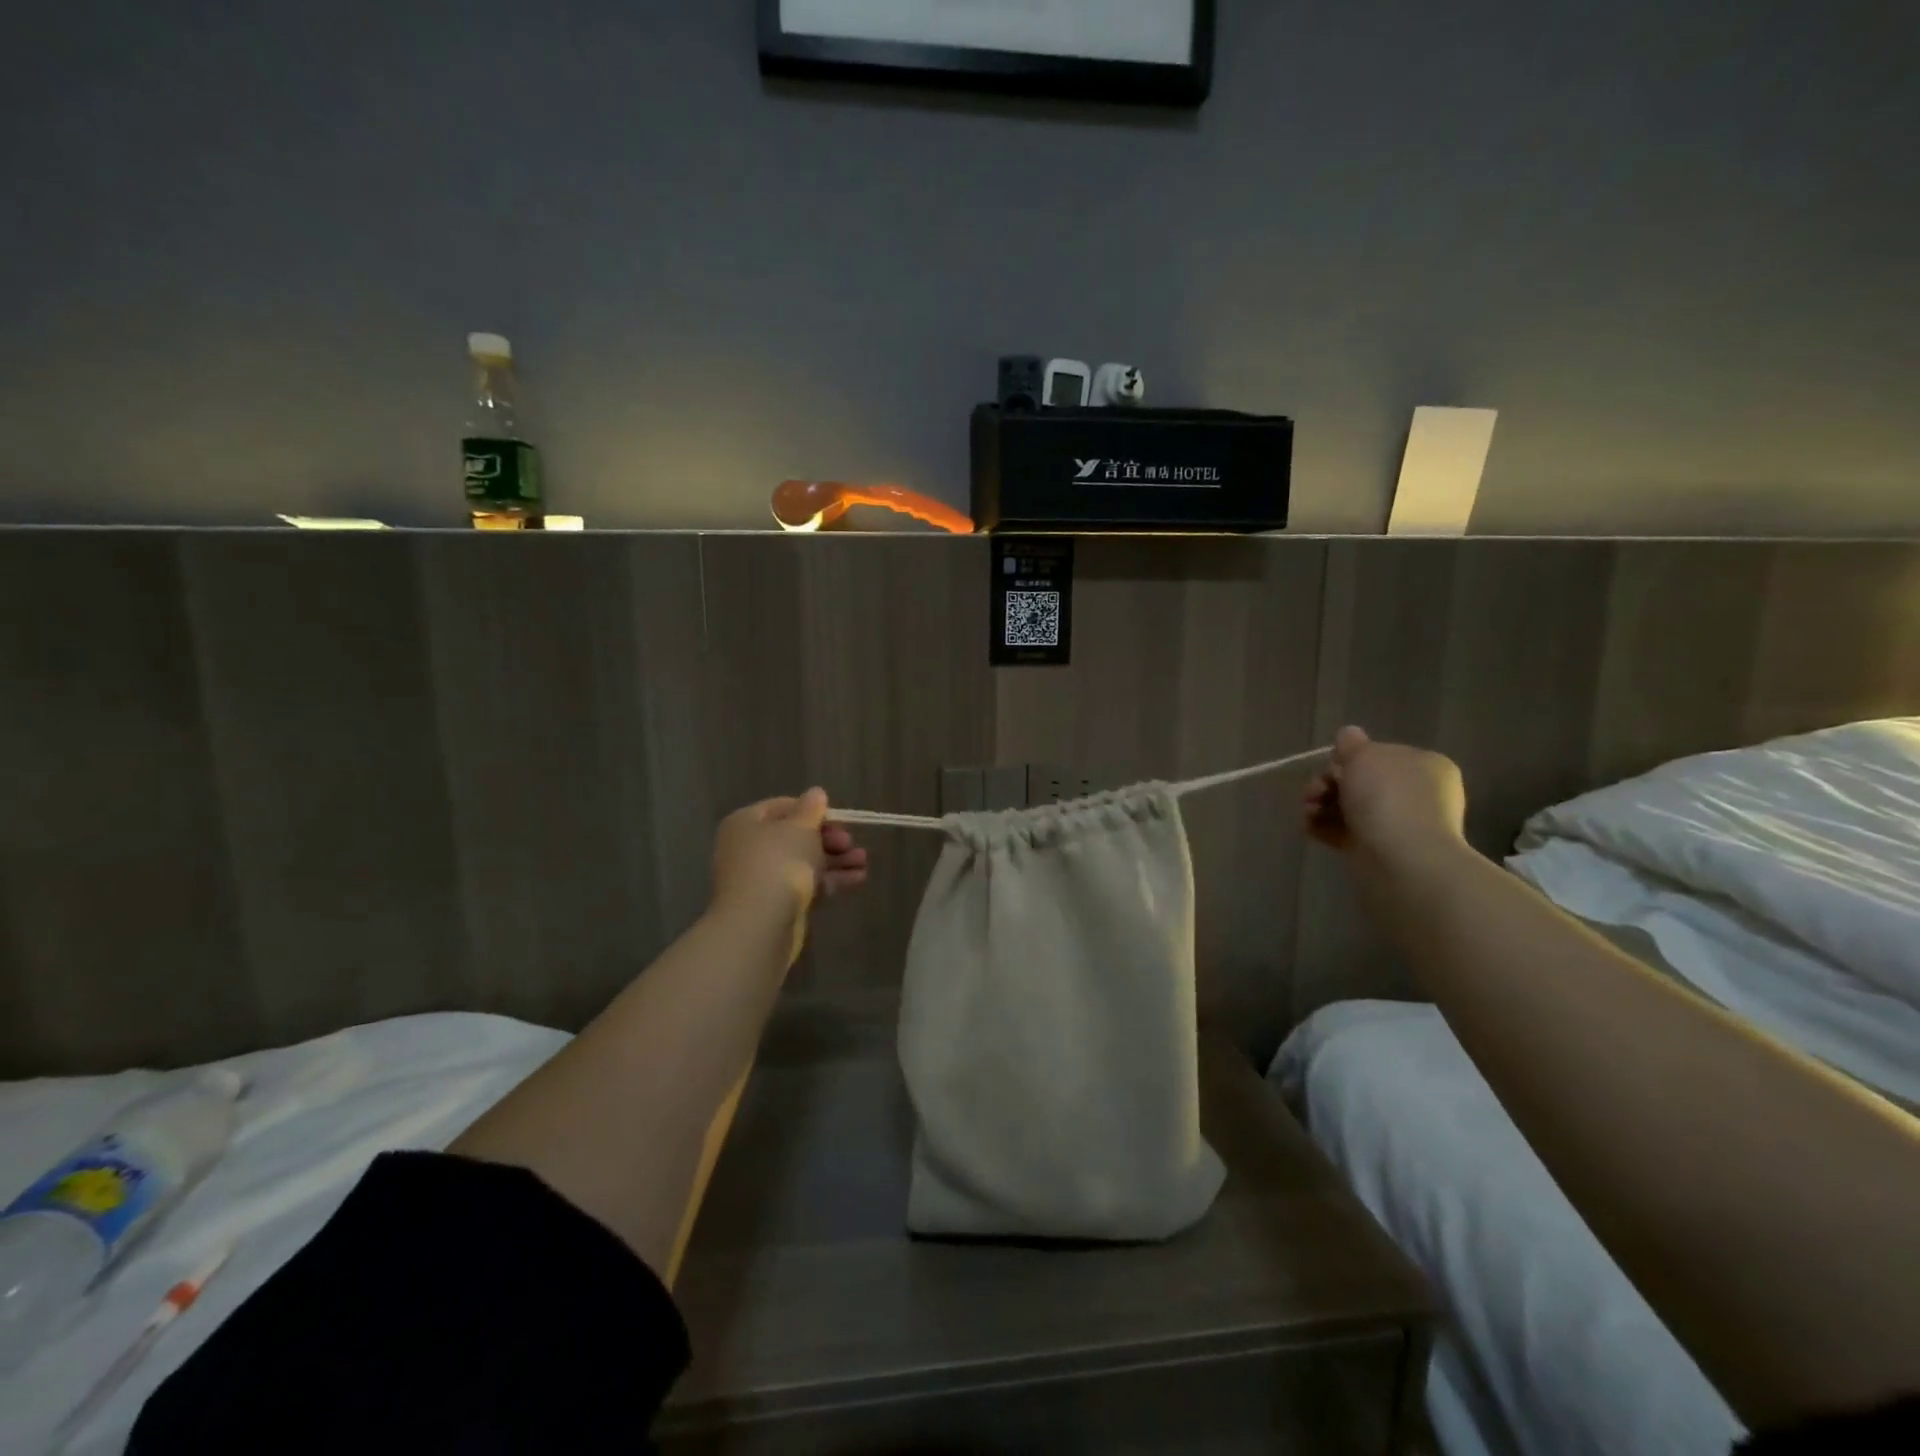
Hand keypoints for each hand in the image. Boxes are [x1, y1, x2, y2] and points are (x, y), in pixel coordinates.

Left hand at [711, 788, 867, 919]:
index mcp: (746, 823)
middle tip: (850, 843)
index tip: (838, 819)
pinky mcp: (777, 905)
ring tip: (864, 861)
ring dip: (835, 860)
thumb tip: (815, 793)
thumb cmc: (778, 863)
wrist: (760, 925)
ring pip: (804, 862)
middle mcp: (749, 848)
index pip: (783, 807)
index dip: (813, 810)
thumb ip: (811, 809)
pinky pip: (807, 885)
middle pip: (795, 836)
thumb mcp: (800, 827)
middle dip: (829, 838)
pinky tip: (858, 879)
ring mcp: (762, 879)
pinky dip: (831, 881)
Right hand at [1303, 725, 1467, 870]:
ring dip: (1320, 805)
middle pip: (1360, 782)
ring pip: (1348, 807)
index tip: (1333, 766)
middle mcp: (1416, 794)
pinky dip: (1323, 828)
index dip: (1350, 758)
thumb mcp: (1365, 755)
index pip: (1381, 755)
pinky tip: (1308, 827)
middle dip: (1328, 784)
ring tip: (1308, 811)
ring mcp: (1398, 824)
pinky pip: (1344, 832)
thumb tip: (1349, 735)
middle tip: (1314, 791)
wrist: (1401, 858)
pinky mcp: (1378, 850)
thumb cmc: (1387, 796)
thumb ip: (1352, 744)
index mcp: (1424, 765)